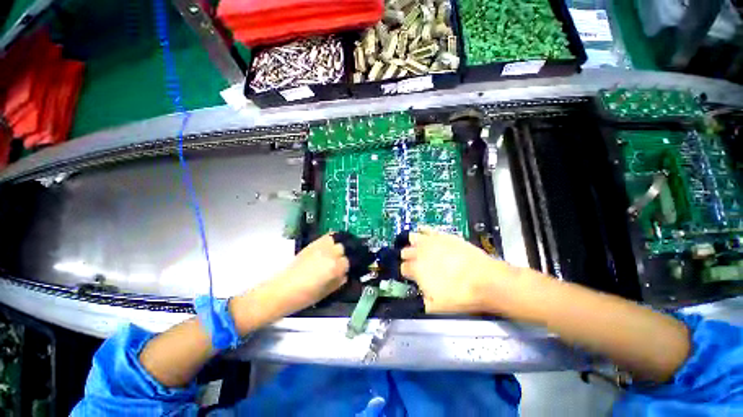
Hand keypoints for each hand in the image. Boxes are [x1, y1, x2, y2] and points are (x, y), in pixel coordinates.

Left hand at [269, 234, 349, 314]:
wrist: (283, 290)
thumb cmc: (306, 296)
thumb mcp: (328, 291)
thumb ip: (340, 280)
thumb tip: (346, 273)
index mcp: (335, 267)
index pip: (348, 261)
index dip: (348, 266)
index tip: (346, 269)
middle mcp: (330, 254)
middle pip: (344, 248)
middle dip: (345, 254)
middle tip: (342, 260)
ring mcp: (321, 247)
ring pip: (337, 239)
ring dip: (340, 245)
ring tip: (338, 250)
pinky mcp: (313, 244)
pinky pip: (327, 236)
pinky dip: (332, 239)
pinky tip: (331, 245)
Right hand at [401, 227, 511, 313]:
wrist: (485, 280)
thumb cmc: (460, 295)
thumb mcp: (436, 307)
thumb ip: (420, 301)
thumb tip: (416, 298)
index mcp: (415, 269)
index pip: (402, 268)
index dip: (405, 273)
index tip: (410, 276)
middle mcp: (420, 252)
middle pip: (405, 251)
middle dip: (407, 258)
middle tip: (415, 264)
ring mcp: (431, 242)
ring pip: (412, 237)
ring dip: (412, 243)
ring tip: (417, 248)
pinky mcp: (443, 235)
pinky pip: (427, 229)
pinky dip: (423, 231)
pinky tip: (425, 234)